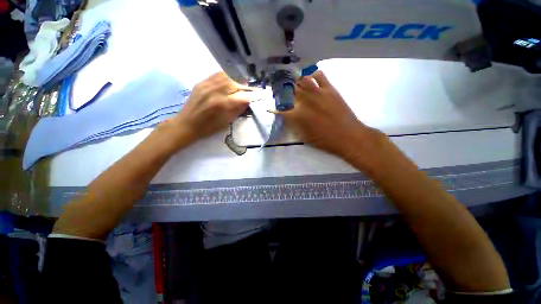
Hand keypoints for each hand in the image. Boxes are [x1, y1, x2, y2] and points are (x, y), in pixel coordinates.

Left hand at [157, 72, 251, 147]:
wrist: (187, 124)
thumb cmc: (208, 128)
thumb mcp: (226, 122)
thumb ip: (238, 110)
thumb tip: (248, 101)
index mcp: (222, 104)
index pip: (243, 96)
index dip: (253, 95)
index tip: (259, 95)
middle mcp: (216, 91)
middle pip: (236, 83)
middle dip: (247, 85)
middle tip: (253, 88)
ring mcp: (207, 85)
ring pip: (227, 76)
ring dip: (238, 79)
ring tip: (244, 82)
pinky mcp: (201, 82)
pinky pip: (217, 75)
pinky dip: (227, 76)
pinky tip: (231, 79)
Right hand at [275, 71, 383, 159]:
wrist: (348, 136)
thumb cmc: (324, 140)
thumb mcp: (304, 136)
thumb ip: (293, 125)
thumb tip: (287, 117)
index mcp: (297, 115)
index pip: (280, 109)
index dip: (274, 109)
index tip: (271, 108)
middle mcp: (305, 100)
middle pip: (289, 91)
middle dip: (283, 92)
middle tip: (282, 94)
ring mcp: (317, 92)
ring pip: (302, 80)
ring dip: (297, 82)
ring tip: (296, 86)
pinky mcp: (329, 88)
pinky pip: (319, 75)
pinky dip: (313, 75)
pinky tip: (312, 81)